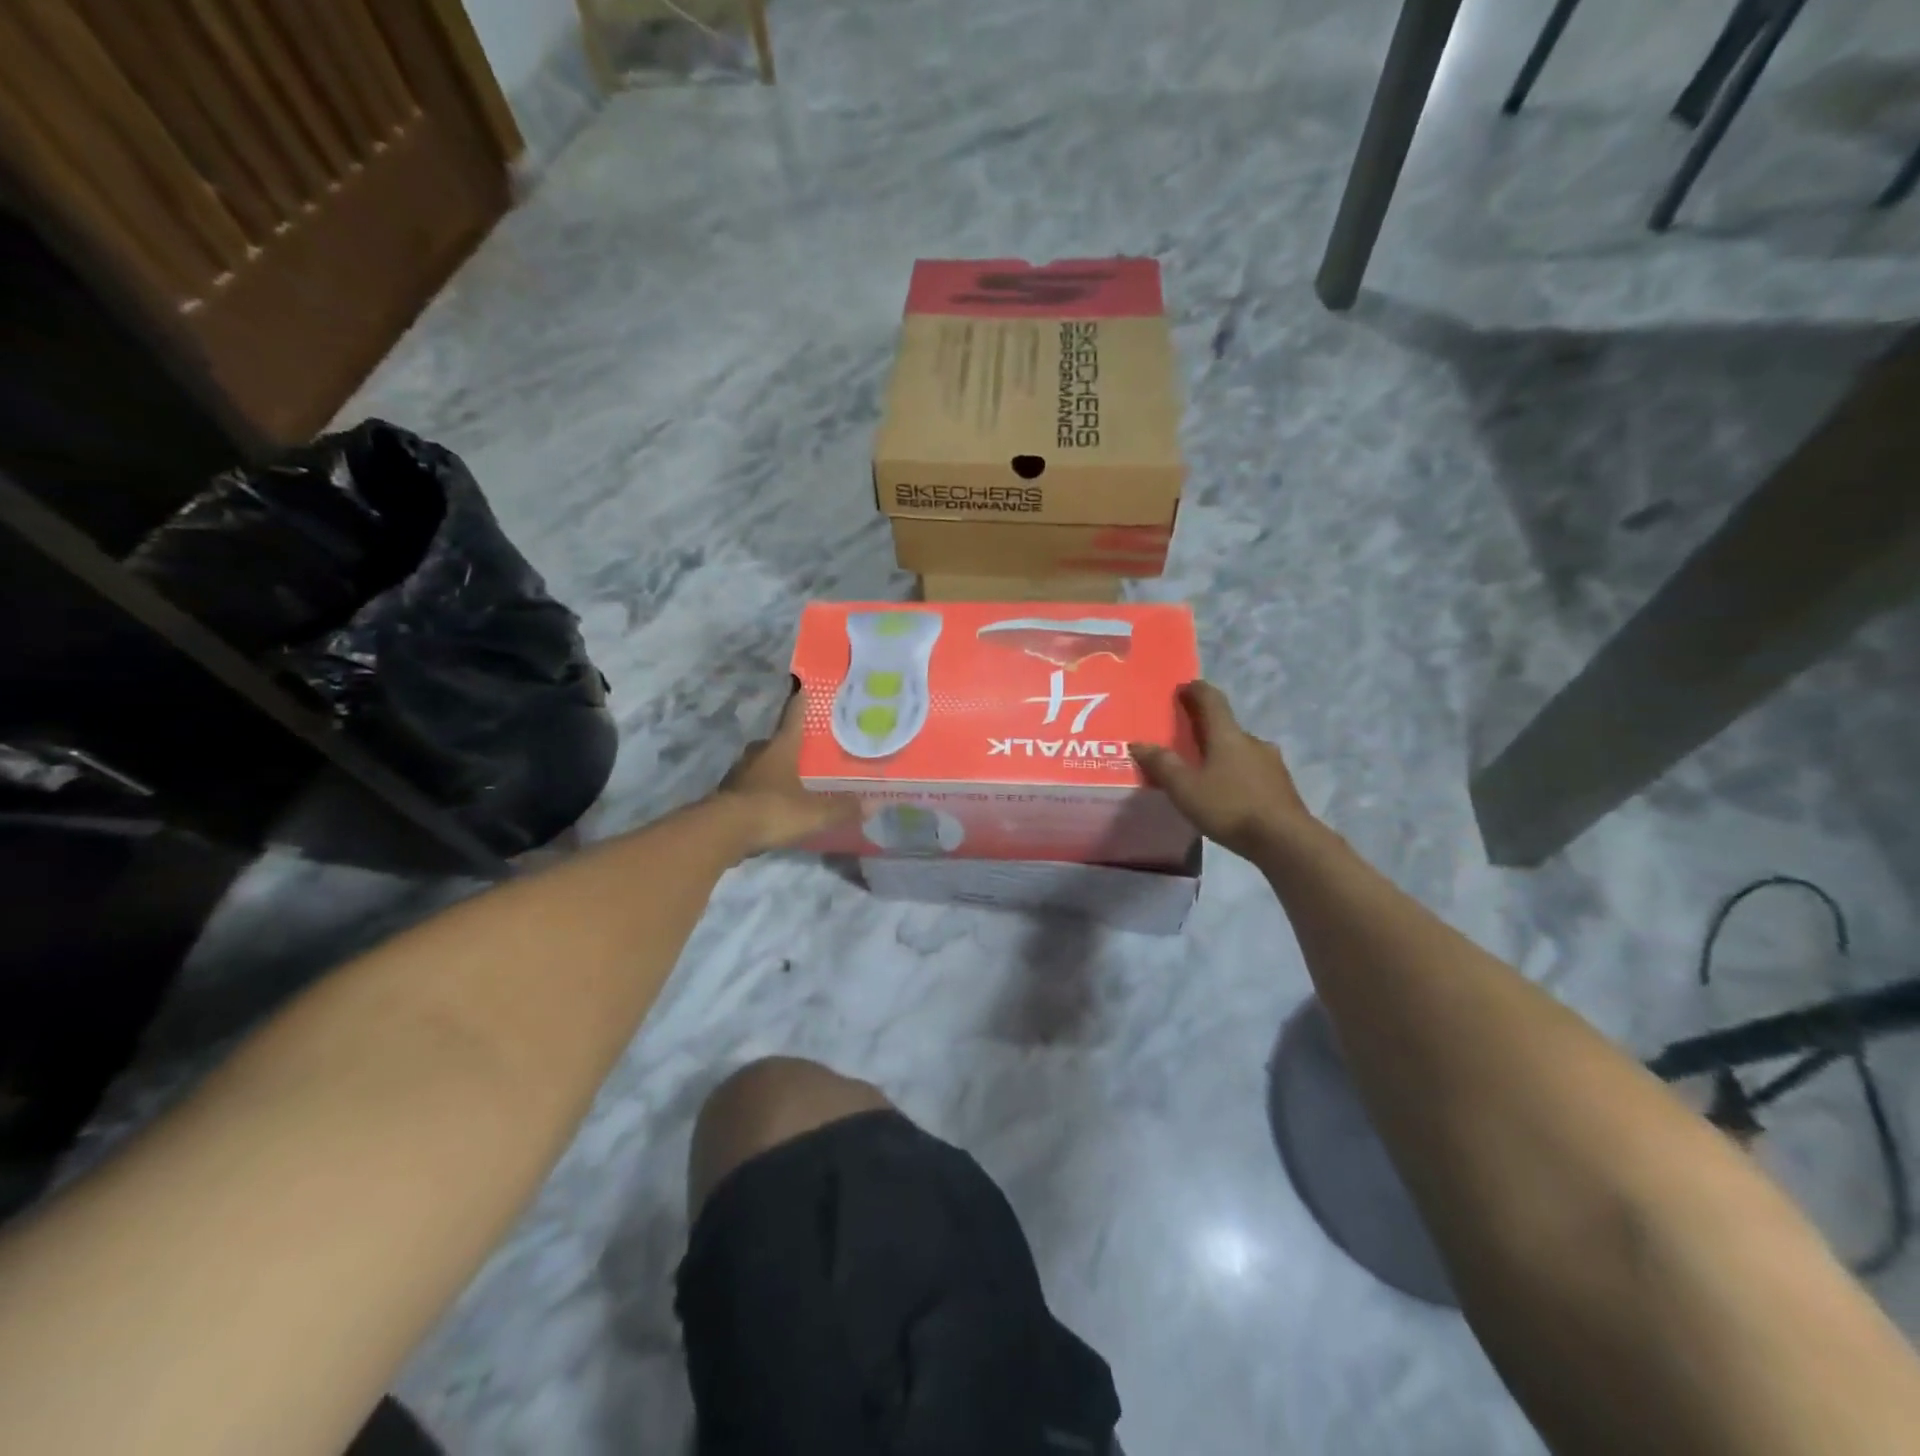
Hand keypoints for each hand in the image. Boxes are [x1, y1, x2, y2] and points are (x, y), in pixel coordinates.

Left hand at [715, 689, 858, 854]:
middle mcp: (757, 755)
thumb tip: (874, 804)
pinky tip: (774, 803)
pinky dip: (762, 791)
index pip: (792, 717)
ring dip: (774, 768)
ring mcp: (739, 775)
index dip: (800, 702)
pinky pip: (750, 787)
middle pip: (774, 742)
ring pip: (760, 764)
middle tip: (806, 748)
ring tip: (793, 777)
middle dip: (788, 743)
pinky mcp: (728, 797)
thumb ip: (842, 808)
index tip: (803, 686)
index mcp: (780, 748)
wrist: (720, 833)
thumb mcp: (813, 812)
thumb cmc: (771, 810)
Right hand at [1130, 681, 1315, 859]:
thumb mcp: (1185, 788)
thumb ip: (1162, 765)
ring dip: (1223, 755)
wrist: (1285, 840)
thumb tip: (1138, 743)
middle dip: (1206, 729)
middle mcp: (1252, 741)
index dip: (1196, 690)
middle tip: (1185, 741)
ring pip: (1241, 751)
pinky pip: (1252, 771)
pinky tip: (1228, 794)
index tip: (1183, 688)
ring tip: (1205, 773)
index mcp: (1228, 735)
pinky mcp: (1281, 786)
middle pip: (1226, 727)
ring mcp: (1271, 763)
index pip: (1212, 700)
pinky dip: (1237, 775)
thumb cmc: (1230, 807)